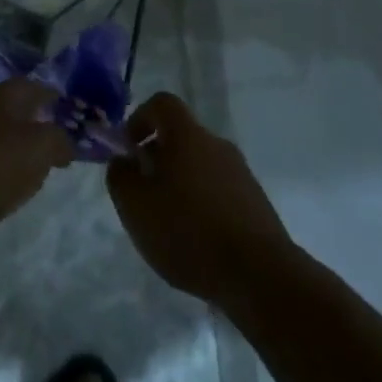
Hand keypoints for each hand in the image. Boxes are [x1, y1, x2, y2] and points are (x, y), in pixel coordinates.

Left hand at [0, 79, 73, 258]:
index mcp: (1, 96)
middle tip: (57, 144)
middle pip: (13, 109)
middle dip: (35, 123)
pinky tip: (5, 187)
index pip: (32, 86)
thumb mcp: (38, 149)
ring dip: (16, 148)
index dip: (53, 96)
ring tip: (36, 169)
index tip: (72, 112)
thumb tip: (64, 142)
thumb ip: (58, 140)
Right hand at [105, 93, 292, 307]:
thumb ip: (120, 176)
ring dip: (180, 185)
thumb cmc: (188, 231)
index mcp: (188, 136)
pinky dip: (202, 206)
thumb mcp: (135, 205)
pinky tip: (196, 241)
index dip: (140, 118)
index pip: (162, 104)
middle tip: (143, 194)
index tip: (129, 149)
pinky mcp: (257, 204)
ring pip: (200, 167)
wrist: (261, 277)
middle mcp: (218, 146)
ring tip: (169, 223)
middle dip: (158, 159)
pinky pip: (219, 192)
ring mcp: (242, 175)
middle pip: (181, 138)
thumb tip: (124, 162)